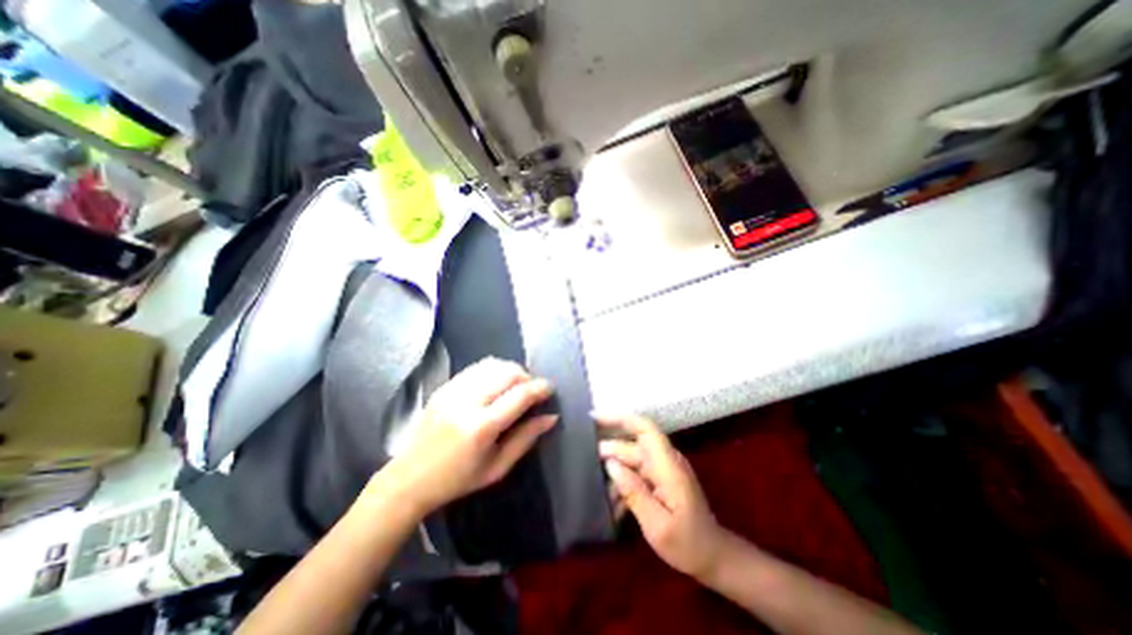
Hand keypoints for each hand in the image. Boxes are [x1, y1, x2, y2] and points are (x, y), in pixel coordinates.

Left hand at [375, 357, 555, 515]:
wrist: (409, 478)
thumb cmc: (458, 479)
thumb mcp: (497, 468)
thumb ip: (526, 438)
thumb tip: (551, 417)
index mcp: (481, 428)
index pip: (520, 395)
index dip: (540, 388)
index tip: (550, 389)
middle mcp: (467, 402)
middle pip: (508, 373)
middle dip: (527, 377)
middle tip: (532, 390)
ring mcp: (453, 390)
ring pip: (493, 364)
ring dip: (511, 371)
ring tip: (516, 385)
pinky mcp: (445, 386)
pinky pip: (477, 367)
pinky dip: (494, 370)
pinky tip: (497, 383)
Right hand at [601, 414, 725, 581]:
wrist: (713, 558)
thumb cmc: (688, 543)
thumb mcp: (658, 525)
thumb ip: (633, 492)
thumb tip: (610, 464)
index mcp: (667, 465)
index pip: (645, 429)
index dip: (620, 419)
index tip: (594, 418)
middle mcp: (664, 461)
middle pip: (631, 446)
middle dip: (608, 451)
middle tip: (582, 461)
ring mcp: (661, 470)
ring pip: (630, 461)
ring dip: (613, 473)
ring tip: (594, 489)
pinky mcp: (658, 480)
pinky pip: (635, 474)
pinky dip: (622, 484)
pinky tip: (611, 503)